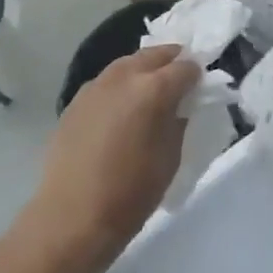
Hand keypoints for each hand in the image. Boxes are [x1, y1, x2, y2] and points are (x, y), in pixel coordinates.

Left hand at [26, 44, 198, 266]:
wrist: (72, 217)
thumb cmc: (131, 193)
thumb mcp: (170, 158)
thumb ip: (178, 120)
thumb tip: (180, 104)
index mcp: (153, 89)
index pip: (184, 67)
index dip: (196, 75)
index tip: (200, 86)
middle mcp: (123, 77)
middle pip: (154, 55)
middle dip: (171, 61)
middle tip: (180, 76)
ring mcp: (95, 86)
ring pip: (127, 64)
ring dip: (144, 69)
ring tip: (151, 88)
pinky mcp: (75, 101)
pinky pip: (106, 83)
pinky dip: (120, 86)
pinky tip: (121, 107)